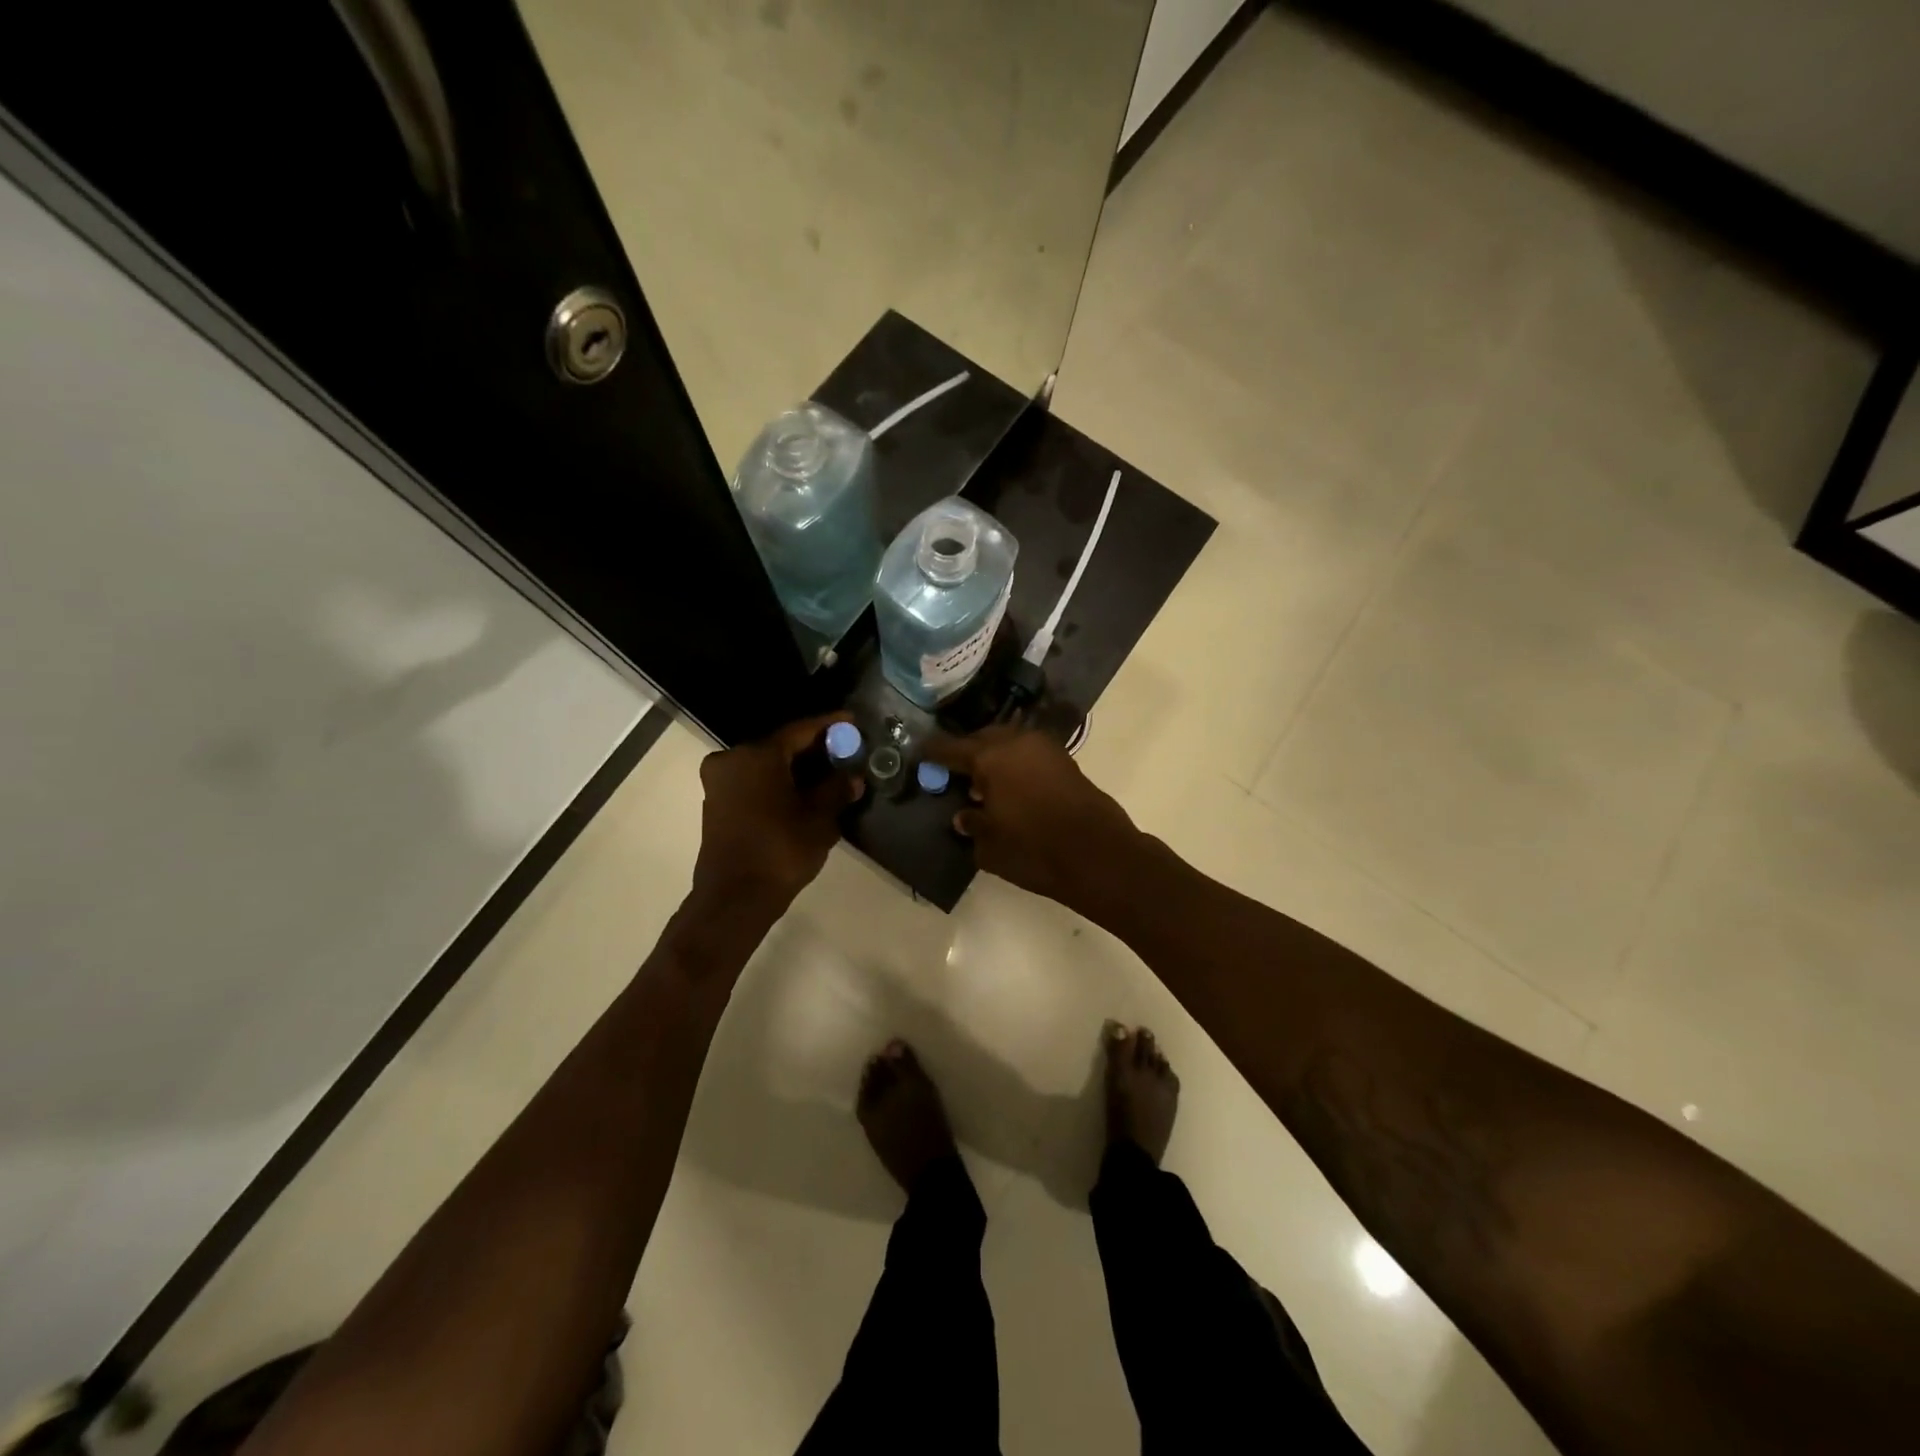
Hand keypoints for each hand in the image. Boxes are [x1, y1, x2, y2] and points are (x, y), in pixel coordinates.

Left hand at [691, 713, 863, 914]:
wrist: (735, 897)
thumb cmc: (780, 851)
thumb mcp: (818, 820)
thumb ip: (836, 791)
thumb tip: (852, 778)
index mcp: (757, 755)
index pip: (800, 731)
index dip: (829, 726)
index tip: (852, 721)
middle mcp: (732, 759)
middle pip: (780, 746)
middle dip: (813, 749)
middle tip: (844, 751)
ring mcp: (720, 782)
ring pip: (765, 765)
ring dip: (795, 768)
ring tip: (828, 773)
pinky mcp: (717, 803)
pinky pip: (753, 781)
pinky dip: (777, 782)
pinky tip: (801, 792)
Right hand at [925, 725, 1143, 911]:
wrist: (1098, 854)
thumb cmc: (1034, 849)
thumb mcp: (990, 845)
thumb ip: (972, 824)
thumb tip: (963, 815)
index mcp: (991, 757)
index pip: (951, 748)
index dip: (933, 753)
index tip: (920, 754)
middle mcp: (1017, 742)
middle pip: (982, 739)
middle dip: (966, 752)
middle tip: (953, 771)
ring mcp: (1044, 748)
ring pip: (1008, 743)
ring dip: (993, 757)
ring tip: (982, 783)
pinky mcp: (1064, 761)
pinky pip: (1028, 754)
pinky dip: (1014, 764)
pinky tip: (1009, 787)